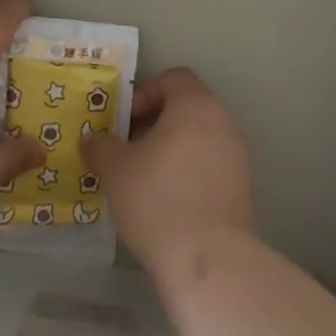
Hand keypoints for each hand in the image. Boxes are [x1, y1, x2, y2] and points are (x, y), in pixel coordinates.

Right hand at [81, 67, 253, 273]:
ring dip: (171, 149)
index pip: (174, 78)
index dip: (144, 93)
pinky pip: (210, 165)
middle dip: (154, 123)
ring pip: (199, 138)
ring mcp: (238, 156)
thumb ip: (100, 146)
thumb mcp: (114, 168)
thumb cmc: (156, 198)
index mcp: (196, 106)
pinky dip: (188, 172)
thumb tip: (92, 140)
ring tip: (143, 177)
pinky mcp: (242, 188)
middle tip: (127, 149)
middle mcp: (224, 123)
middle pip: (187, 108)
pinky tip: (166, 201)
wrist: (206, 256)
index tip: (124, 122)